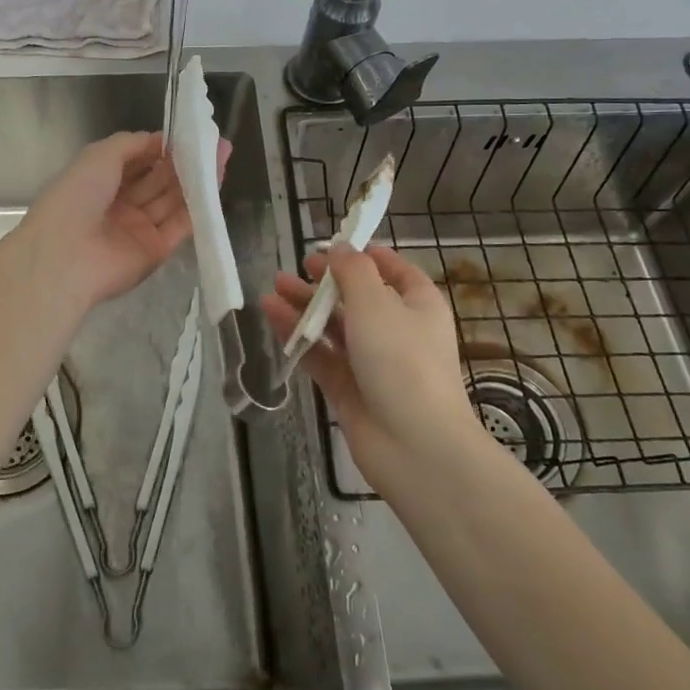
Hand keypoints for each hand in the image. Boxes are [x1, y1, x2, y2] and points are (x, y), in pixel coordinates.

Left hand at [18, 131, 229, 310]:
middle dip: (184, 161)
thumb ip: (132, 144)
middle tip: (214, 143)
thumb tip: (160, 140)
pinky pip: (180, 224)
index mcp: (99, 182)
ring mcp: (138, 229)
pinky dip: (198, 205)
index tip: (188, 134)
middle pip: (158, 180)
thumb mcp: (99, 155)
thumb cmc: (77, 196)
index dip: (161, 148)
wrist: (66, 255)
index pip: (137, 161)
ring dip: (196, 179)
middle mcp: (119, 205)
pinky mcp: (156, 251)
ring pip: (172, 200)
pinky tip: (216, 182)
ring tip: (222, 155)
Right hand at [260, 245, 484, 476]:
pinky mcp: (348, 387)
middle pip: (358, 297)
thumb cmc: (402, 360)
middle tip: (297, 267)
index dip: (366, 256)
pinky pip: (319, 354)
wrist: (414, 443)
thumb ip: (353, 270)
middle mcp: (397, 330)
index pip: (395, 271)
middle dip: (326, 281)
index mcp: (418, 305)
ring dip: (306, 306)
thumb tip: (341, 247)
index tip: (334, 245)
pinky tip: (271, 315)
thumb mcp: (377, 302)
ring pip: (334, 325)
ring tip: (273, 286)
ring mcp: (371, 361)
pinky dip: (298, 335)